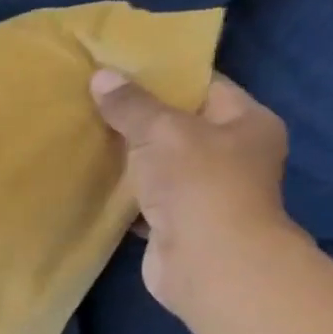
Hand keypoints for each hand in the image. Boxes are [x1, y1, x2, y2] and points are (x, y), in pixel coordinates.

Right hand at [90, 68, 303, 317]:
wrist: (208, 263)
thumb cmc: (199, 184)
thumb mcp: (162, 131)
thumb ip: (131, 105)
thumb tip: (101, 76)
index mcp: (246, 123)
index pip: (205, 86)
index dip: (165, 76)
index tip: (122, 70)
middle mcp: (232, 156)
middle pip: (179, 127)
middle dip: (138, 118)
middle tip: (94, 101)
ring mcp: (204, 193)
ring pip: (159, 165)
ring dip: (127, 159)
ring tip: (85, 136)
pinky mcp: (176, 224)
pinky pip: (144, 200)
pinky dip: (122, 194)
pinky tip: (92, 180)